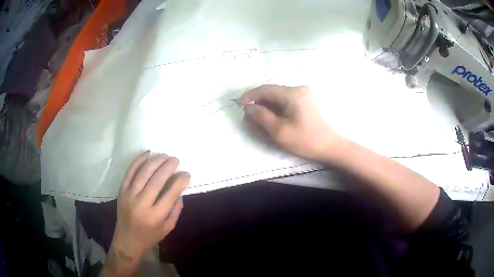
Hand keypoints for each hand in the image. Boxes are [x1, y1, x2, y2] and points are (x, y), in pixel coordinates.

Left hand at [113, 151, 189, 257]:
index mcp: (155, 216)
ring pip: (143, 173)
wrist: (127, 240)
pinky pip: (130, 172)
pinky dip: (138, 161)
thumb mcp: (168, 228)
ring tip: (165, 155)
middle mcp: (142, 203)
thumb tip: (180, 192)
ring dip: (155, 161)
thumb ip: (176, 210)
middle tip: (176, 160)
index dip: (180, 181)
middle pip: (157, 180)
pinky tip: (147, 153)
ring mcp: (129, 195)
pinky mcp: (122, 190)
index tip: (186, 174)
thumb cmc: (149, 236)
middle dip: (168, 167)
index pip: (170, 193)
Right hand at [240, 85, 342, 161]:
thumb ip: (261, 116)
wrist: (329, 147)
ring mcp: (302, 95)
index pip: (265, 89)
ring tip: (256, 119)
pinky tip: (269, 118)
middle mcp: (298, 89)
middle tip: (247, 116)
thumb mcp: (279, 130)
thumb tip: (248, 107)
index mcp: (292, 93)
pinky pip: (285, 101)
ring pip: (277, 97)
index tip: (239, 105)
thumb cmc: (305, 140)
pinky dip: (275, 108)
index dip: (250, 96)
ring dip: (266, 106)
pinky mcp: (304, 102)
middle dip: (257, 102)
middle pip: (271, 92)